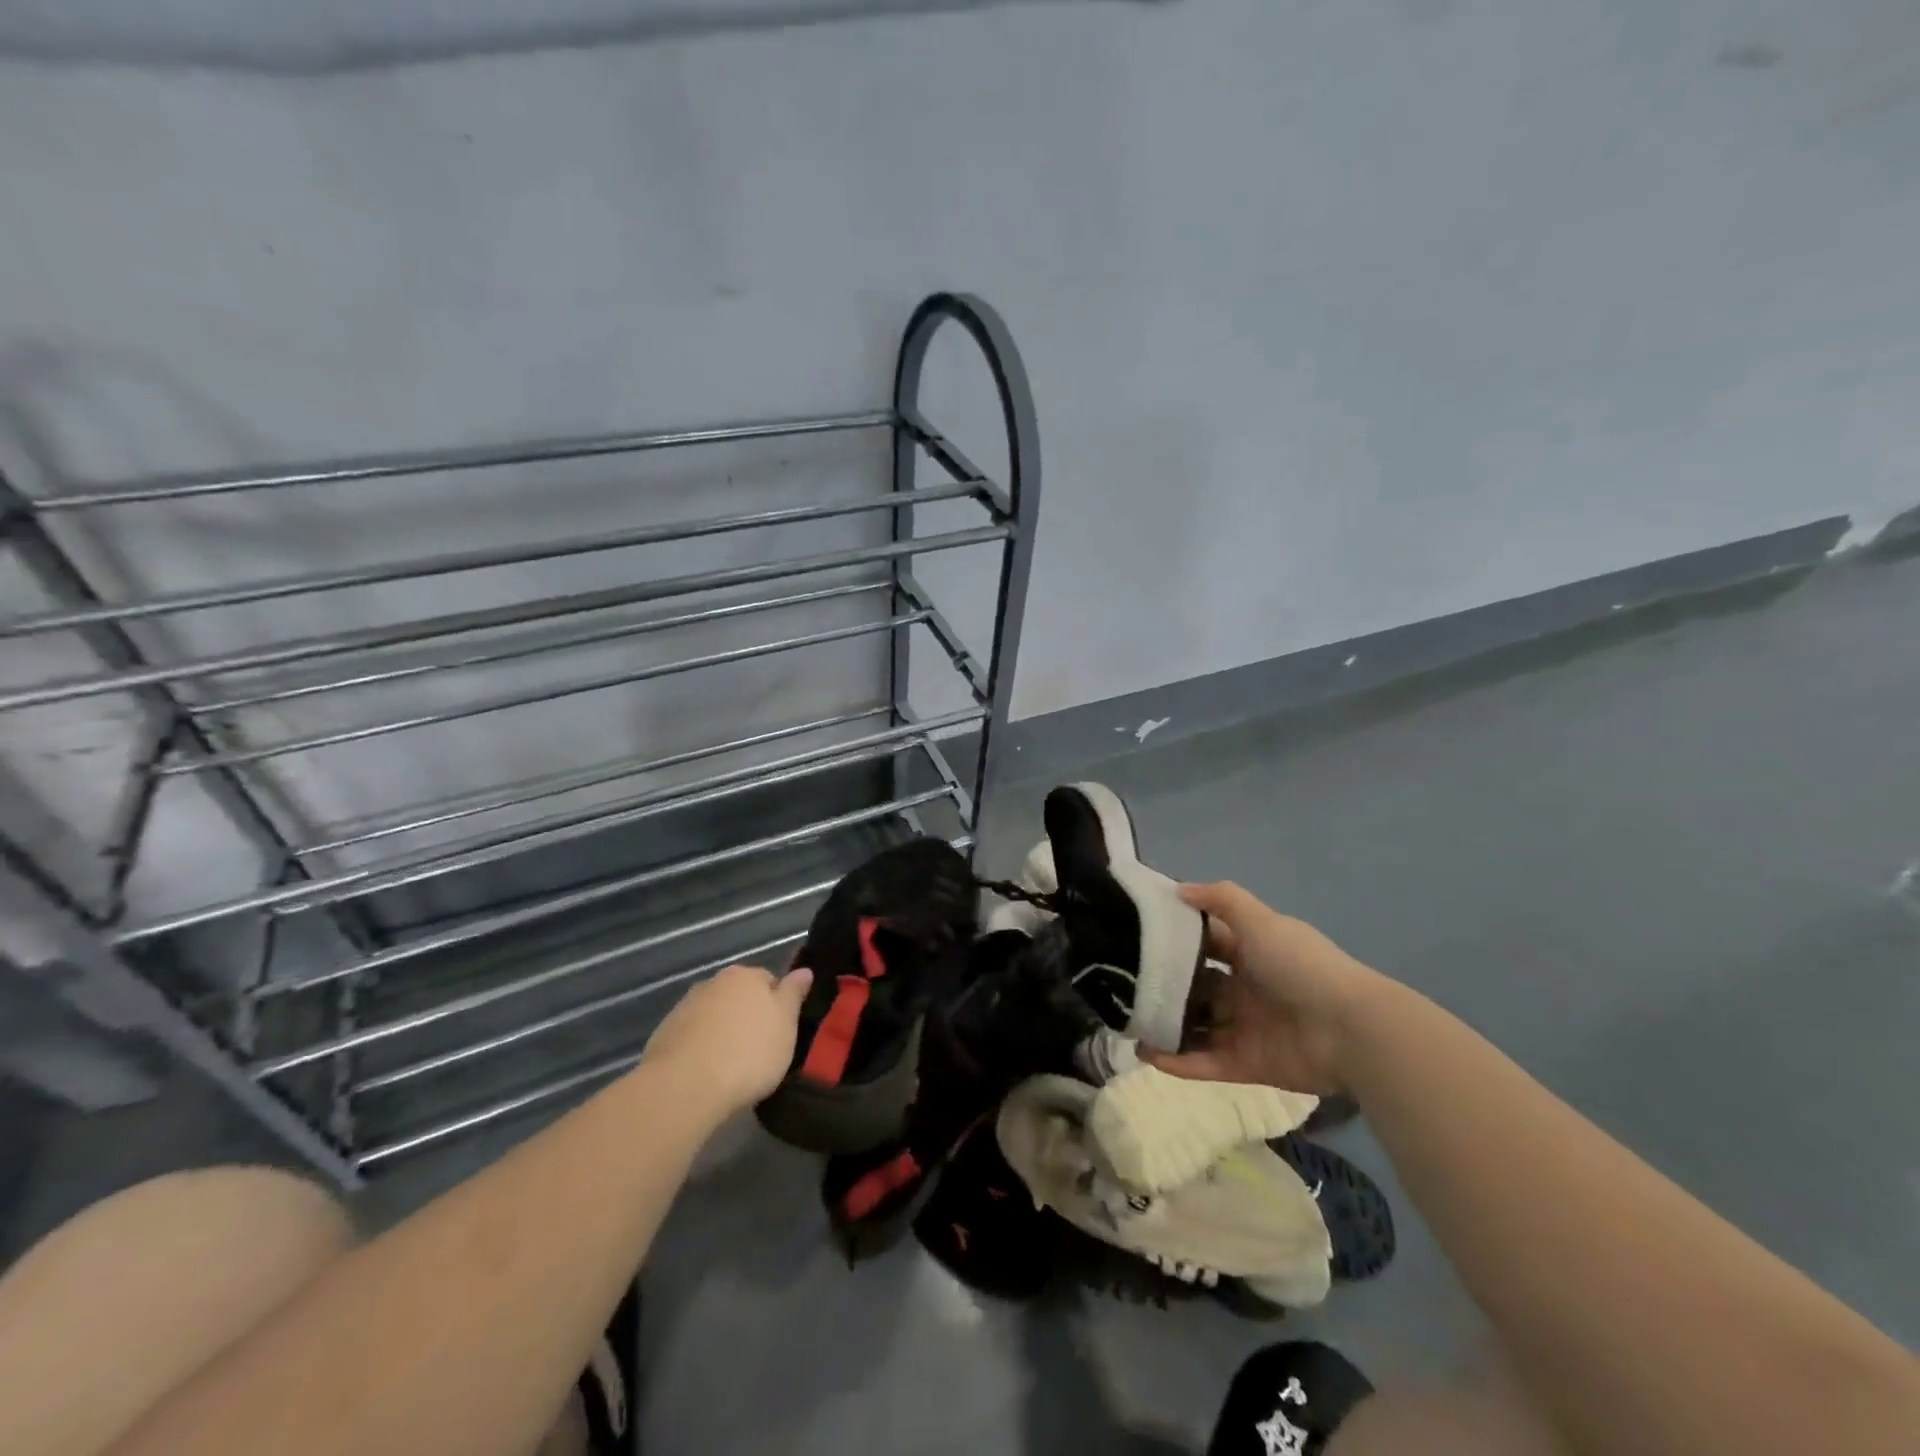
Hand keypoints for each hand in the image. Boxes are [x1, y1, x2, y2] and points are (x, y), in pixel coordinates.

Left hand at [642, 963, 812, 1114]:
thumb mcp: (786, 1025)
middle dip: (748, 1017)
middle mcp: (714, 982)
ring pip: (715, 1015)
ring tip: (731, 1066)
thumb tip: (804, 970)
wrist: (684, 1087)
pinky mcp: (664, 1033)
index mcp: (746, 975)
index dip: (778, 1007)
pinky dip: (701, 1048)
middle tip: (758, 1051)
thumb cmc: (747, 1053)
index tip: (780, 1034)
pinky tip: (706, 1072)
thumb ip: (794, 994)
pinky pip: (693, 1036)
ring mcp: (686, 1006)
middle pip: (739, 996)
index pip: (770, 981)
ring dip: (723, 1032)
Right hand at [1144, 882, 1379, 1096]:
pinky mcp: (1247, 1065)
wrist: (1350, 1030)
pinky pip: (1206, 1063)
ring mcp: (1246, 1029)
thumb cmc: (1300, 966)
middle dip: (1164, 987)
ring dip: (1164, 1026)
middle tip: (1122, 985)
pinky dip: (1178, 1061)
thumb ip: (1221, 900)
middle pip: (1196, 988)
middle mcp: (1246, 989)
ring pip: (1196, 1027)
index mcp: (1251, 953)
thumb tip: (1178, 890)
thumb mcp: (1261, 920)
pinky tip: (1145, 1054)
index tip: (1136, 939)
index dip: (1175, 941)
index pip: (1206, 944)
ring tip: (1126, 1023)